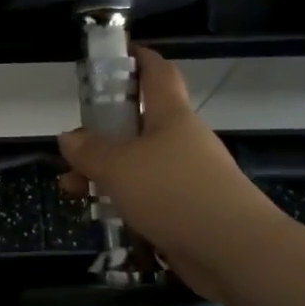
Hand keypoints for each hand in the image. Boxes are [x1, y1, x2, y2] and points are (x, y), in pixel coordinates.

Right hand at [57, 46, 280, 289]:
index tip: (116, 54)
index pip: (157, 73)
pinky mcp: (188, 212)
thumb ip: (89, 151)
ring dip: (104, 174)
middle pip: (138, 125)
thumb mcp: (119, 167)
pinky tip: (100, 217)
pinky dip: (122, 203)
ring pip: (137, 166)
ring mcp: (187, 178)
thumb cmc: (174, 192)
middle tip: (71, 146)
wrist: (235, 252)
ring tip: (71, 189)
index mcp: (171, 117)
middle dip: (101, 134)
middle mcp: (181, 142)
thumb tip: (69, 137)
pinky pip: (147, 199)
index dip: (138, 58)